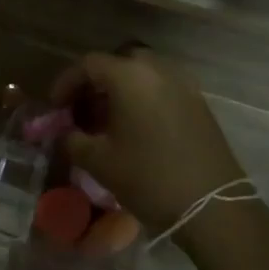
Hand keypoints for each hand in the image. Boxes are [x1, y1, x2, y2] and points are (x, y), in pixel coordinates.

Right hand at [49, 49, 245, 238]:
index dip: (66, 83)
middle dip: (95, 82)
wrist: (212, 206)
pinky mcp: (198, 103)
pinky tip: (134, 128)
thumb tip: (65, 132)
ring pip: (142, 74)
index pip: (88, 65)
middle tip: (81, 109)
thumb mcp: (98, 161)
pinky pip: (162, 88)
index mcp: (130, 76)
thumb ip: (72, 139)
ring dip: (120, 90)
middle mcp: (158, 70)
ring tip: (106, 121)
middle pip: (118, 63)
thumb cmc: (148, 178)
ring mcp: (183, 84)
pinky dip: (142, 99)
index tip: (55, 107)